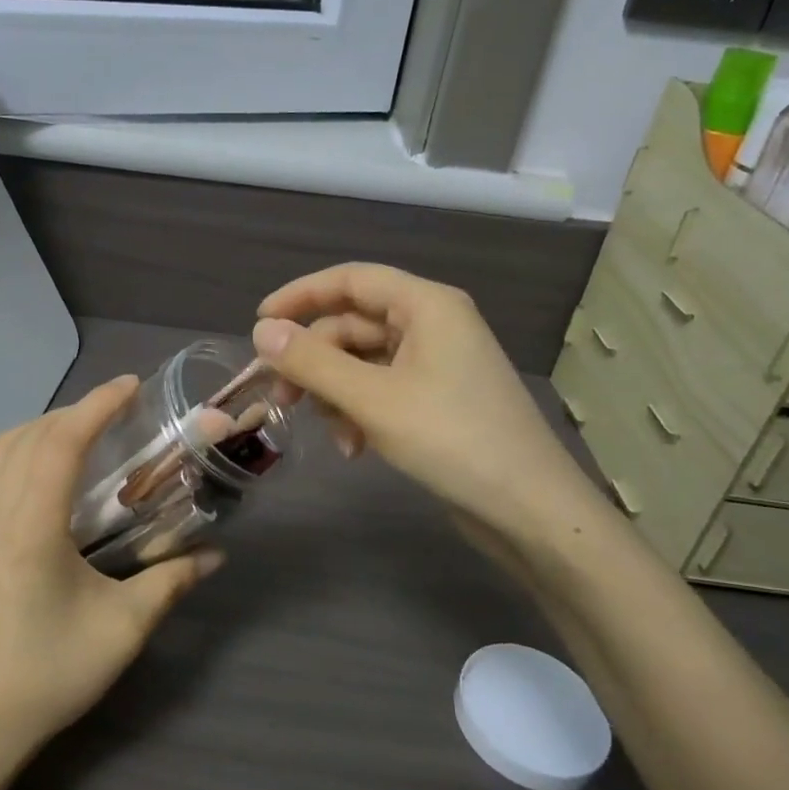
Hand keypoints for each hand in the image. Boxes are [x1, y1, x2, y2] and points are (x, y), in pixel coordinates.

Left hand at [0, 376, 220, 761]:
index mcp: (30, 530)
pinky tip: (45, 467)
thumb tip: (217, 555)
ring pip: (0, 448)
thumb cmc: (54, 672)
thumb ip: (172, 581)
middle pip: (30, 436)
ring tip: (85, 430)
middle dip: (76, 411)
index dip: (97, 406)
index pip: (60, 444)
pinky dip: (19, 448)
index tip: (131, 387)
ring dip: (44, 426)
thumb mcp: (125, 627)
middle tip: (119, 410)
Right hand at [252, 264, 607, 547]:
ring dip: (336, 394)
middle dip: (315, 361)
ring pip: (363, 362)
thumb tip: (261, 331)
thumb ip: (313, 363)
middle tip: (279, 396)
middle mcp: (433, 324)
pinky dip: (360, 412)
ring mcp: (437, 363)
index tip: (259, 323)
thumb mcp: (372, 399)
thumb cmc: (452, 439)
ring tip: (332, 434)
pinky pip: (382, 390)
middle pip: (353, 325)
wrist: (529, 510)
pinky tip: (354, 448)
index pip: (351, 279)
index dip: (300, 295)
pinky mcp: (437, 399)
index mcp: (426, 305)